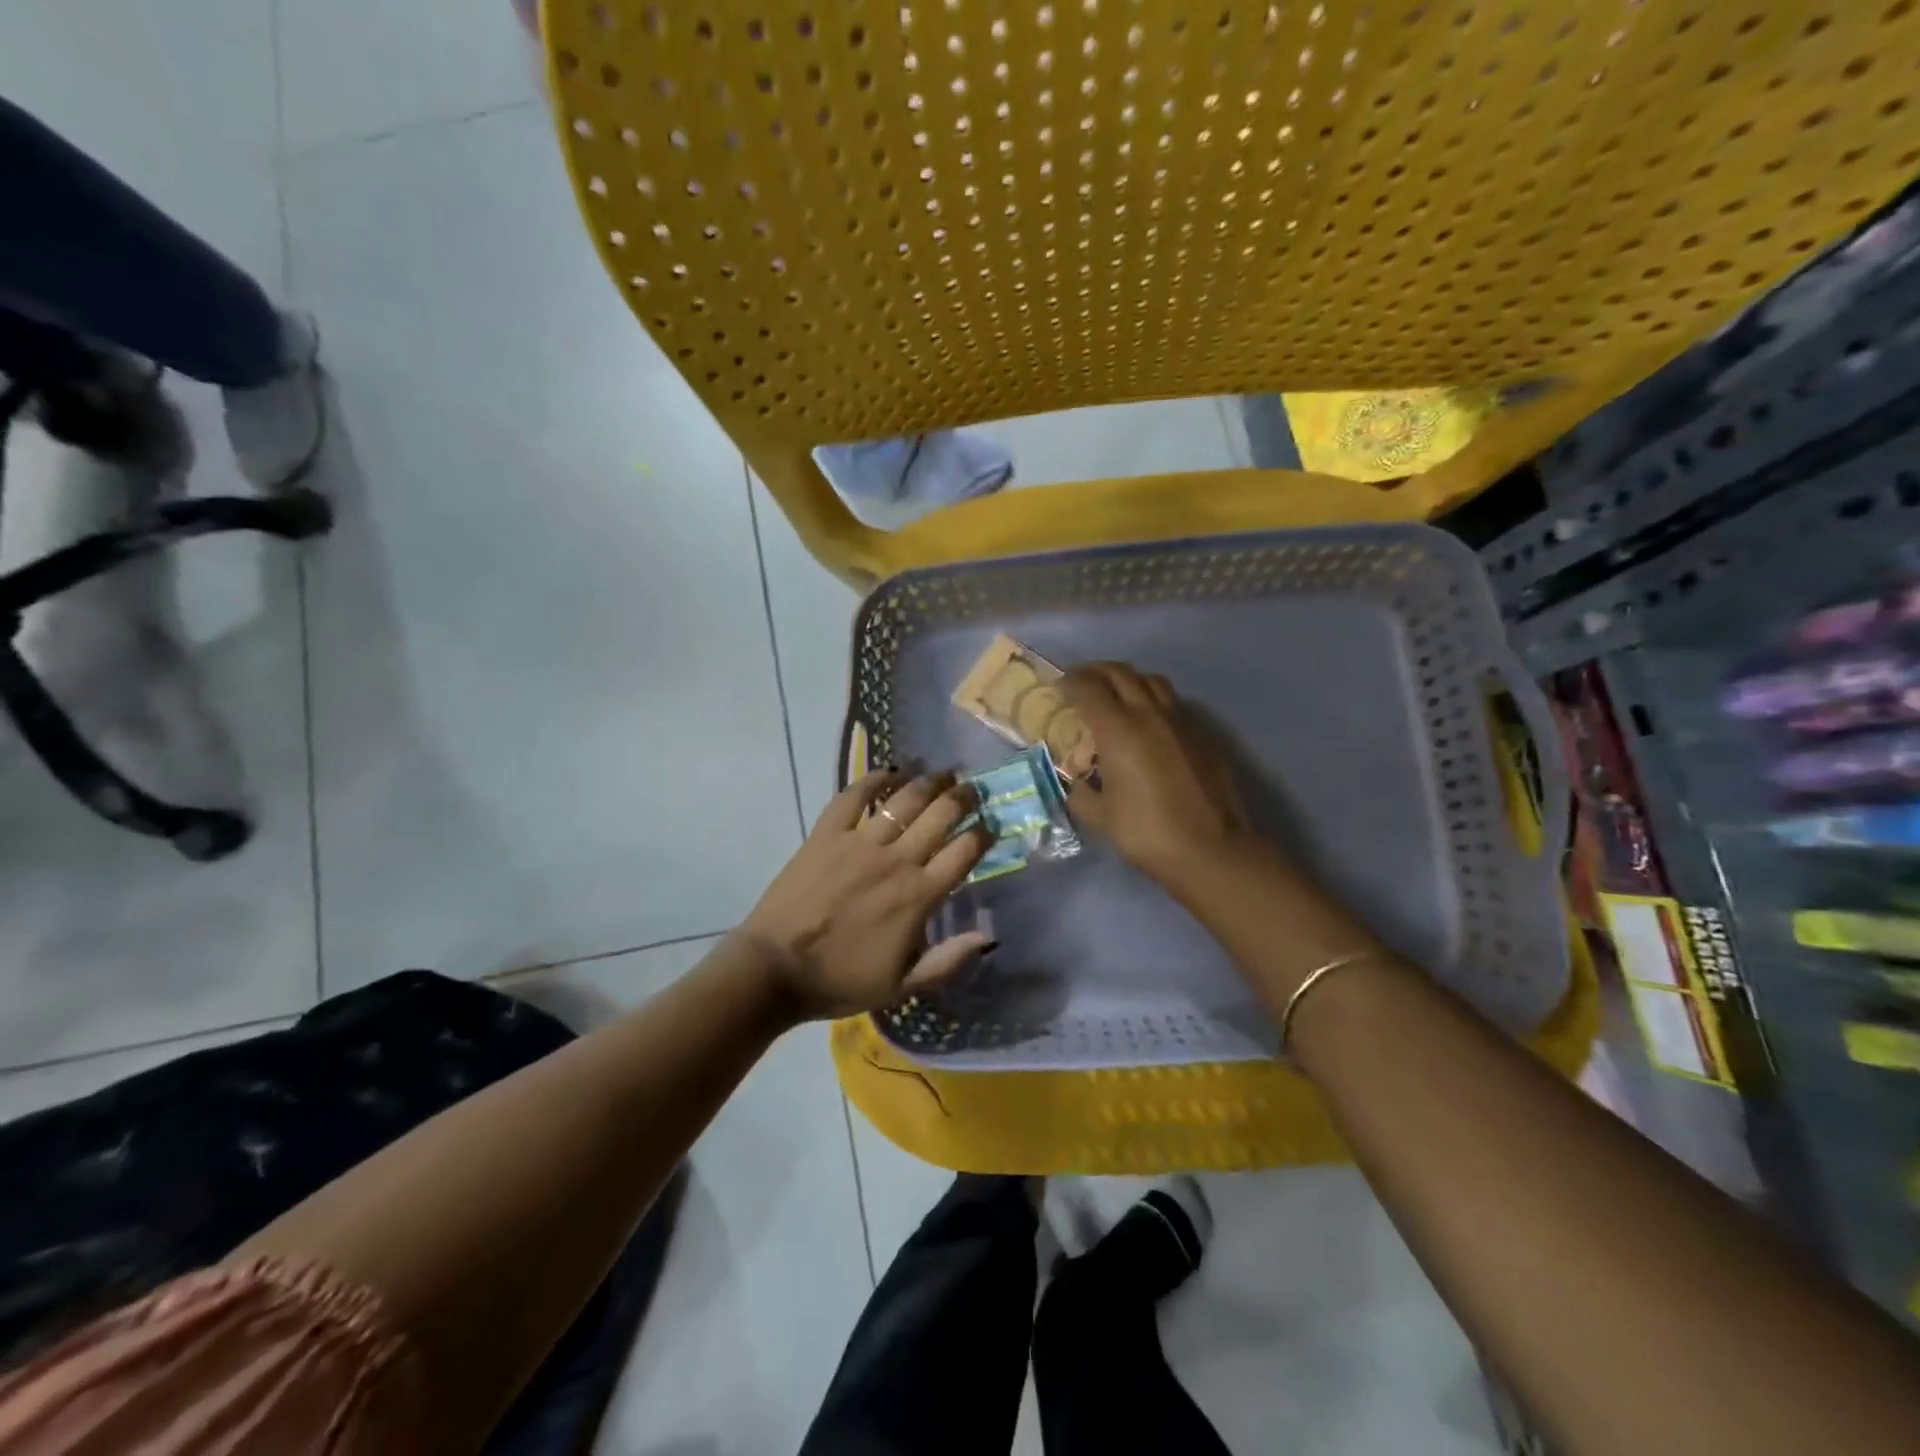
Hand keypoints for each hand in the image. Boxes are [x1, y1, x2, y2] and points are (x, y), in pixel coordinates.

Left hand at [742, 768, 995, 1019]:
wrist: (775, 970)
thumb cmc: (841, 981)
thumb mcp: (902, 986)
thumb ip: (948, 962)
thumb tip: (988, 937)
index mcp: (919, 896)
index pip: (964, 852)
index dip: (984, 833)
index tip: (991, 825)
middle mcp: (896, 860)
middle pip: (940, 815)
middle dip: (963, 797)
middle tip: (972, 789)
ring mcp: (860, 842)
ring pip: (904, 800)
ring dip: (928, 781)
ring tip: (942, 773)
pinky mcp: (827, 834)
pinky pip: (854, 797)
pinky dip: (873, 779)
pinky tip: (889, 770)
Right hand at [1061, 663, 1263, 883]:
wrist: (1210, 849)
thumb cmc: (1146, 832)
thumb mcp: (1100, 817)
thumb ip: (1081, 793)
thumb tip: (1077, 783)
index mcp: (1118, 730)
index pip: (1089, 688)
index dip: (1070, 681)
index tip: (1059, 686)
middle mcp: (1150, 714)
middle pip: (1121, 673)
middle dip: (1097, 671)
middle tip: (1082, 682)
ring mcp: (1182, 721)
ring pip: (1152, 681)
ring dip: (1129, 680)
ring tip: (1117, 696)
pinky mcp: (1204, 734)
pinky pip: (1174, 704)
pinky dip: (1154, 702)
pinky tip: (1149, 724)